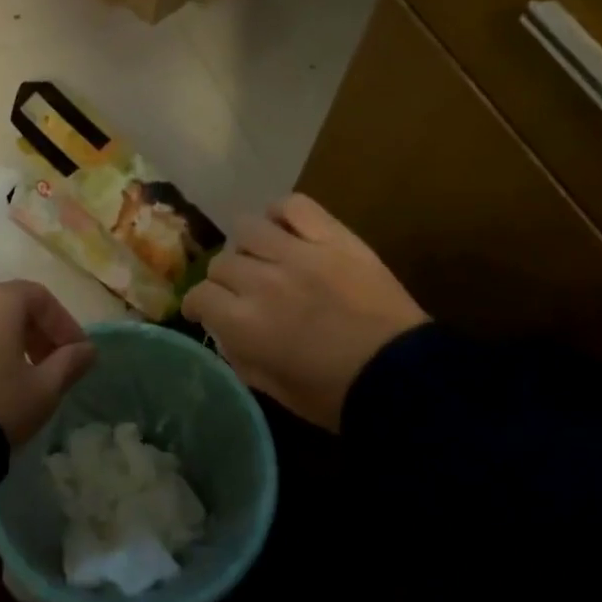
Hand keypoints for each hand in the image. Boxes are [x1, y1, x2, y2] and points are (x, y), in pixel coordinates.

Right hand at [183, 194, 426, 429]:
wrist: (404, 378)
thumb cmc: (336, 395)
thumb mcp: (275, 389)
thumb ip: (241, 358)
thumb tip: (225, 333)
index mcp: (245, 323)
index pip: (200, 295)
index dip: (198, 304)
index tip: (204, 311)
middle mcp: (263, 281)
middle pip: (222, 262)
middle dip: (224, 281)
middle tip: (240, 292)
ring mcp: (300, 254)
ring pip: (248, 228)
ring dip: (247, 247)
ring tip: (262, 258)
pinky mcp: (335, 239)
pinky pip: (295, 206)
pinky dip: (281, 213)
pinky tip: (283, 229)